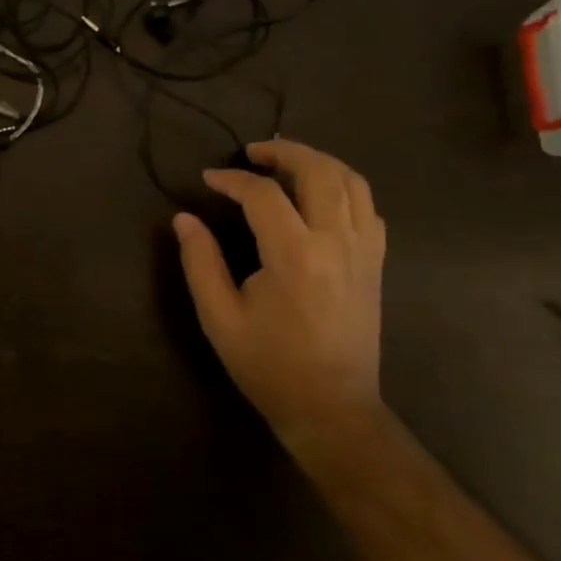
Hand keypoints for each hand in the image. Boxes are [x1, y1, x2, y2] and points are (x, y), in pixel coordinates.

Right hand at [172, 139, 386, 453]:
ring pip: (353, 182)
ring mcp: (364, 252)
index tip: (208, 179)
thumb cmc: (268, 364)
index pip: (262, 194)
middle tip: (253, 153)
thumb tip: (184, 218)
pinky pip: (369, 208)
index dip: (232, 179)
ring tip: (287, 163)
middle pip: (320, 171)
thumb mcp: (219, 316)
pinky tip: (320, 197)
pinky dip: (345, 188)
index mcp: (295, 255)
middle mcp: (337, 242)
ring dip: (319, 161)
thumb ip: (200, 261)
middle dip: (284, 152)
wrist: (331, 408)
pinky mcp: (376, 264)